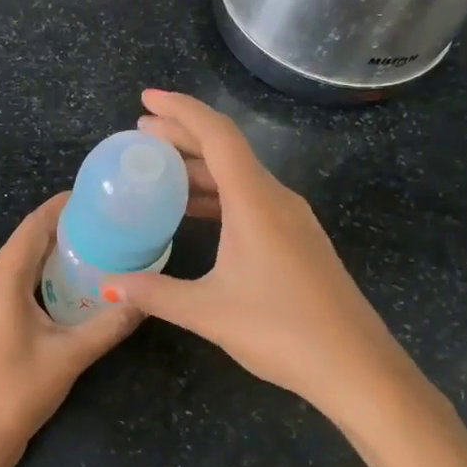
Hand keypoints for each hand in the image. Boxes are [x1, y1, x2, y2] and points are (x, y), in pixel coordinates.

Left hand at [0, 194, 141, 466]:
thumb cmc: (18, 393)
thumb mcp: (70, 356)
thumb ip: (109, 324)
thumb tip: (144, 299)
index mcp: (0, 280)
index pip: (33, 226)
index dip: (62, 207)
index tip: (95, 197)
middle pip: (25, 241)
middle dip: (63, 229)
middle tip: (107, 225)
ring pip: (19, 262)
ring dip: (52, 253)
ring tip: (96, 248)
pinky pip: (12, 281)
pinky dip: (40, 274)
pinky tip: (69, 283)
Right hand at [101, 90, 421, 414]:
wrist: (356, 367)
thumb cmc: (281, 331)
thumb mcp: (207, 312)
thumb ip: (156, 293)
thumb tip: (111, 283)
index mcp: (255, 201)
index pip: (216, 135)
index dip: (180, 110)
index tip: (145, 99)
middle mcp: (276, 199)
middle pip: (226, 150)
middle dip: (182, 135)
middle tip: (140, 133)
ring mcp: (292, 219)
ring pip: (239, 177)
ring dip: (198, 168)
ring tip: (158, 171)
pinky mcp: (298, 240)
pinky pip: (250, 200)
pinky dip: (217, 195)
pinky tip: (194, 213)